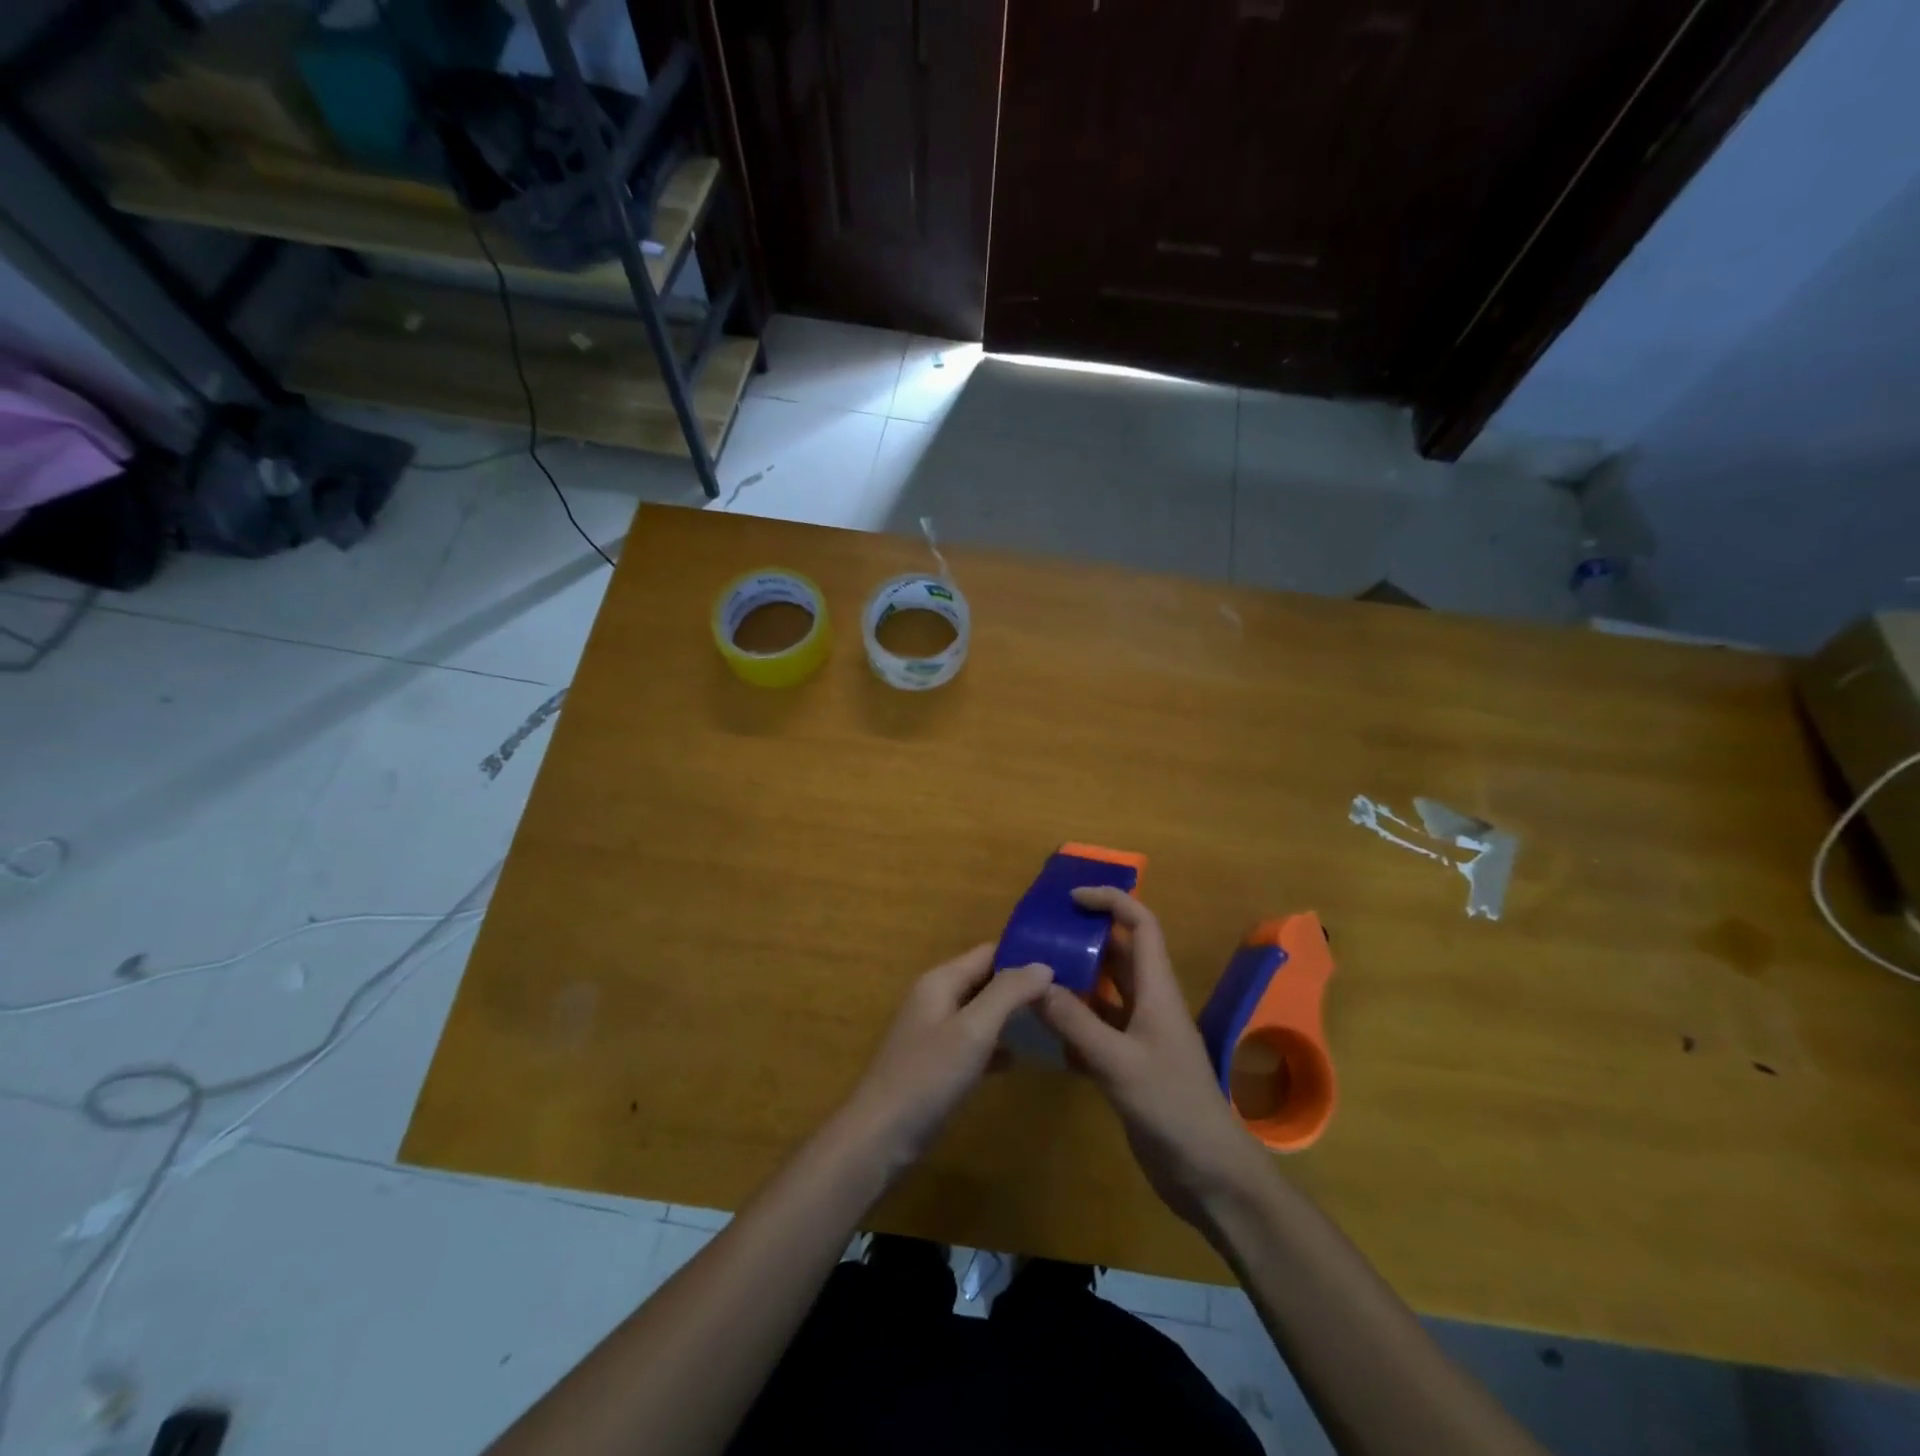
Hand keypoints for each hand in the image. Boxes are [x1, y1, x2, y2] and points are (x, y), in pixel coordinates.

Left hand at [839, 945, 1053, 1174]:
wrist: (879, 1138)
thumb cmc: (927, 1077)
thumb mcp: (973, 1030)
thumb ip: (1008, 993)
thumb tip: (1044, 965)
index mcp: (941, 980)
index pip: (989, 953)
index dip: (1023, 956)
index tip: (1064, 965)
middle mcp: (936, 998)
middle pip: (985, 979)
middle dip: (1021, 986)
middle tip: (1065, 996)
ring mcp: (934, 1032)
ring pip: (981, 1012)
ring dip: (1012, 1016)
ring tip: (1053, 1022)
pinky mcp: (936, 1063)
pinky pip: (973, 1042)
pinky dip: (996, 1044)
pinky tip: (1021, 1058)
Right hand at [1038, 888, 1274, 1228]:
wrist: (1210, 1175)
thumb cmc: (1173, 1107)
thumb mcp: (1119, 1062)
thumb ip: (1075, 1023)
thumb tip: (1035, 983)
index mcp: (1157, 990)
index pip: (1140, 925)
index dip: (1112, 902)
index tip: (1072, 898)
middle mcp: (1149, 1004)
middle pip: (1118, 955)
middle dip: (1085, 936)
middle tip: (1040, 933)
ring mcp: (1139, 1036)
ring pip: (1103, 992)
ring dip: (1073, 979)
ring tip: (1031, 972)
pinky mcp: (1128, 1066)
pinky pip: (1094, 1030)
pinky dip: (1070, 1022)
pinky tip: (1039, 1027)